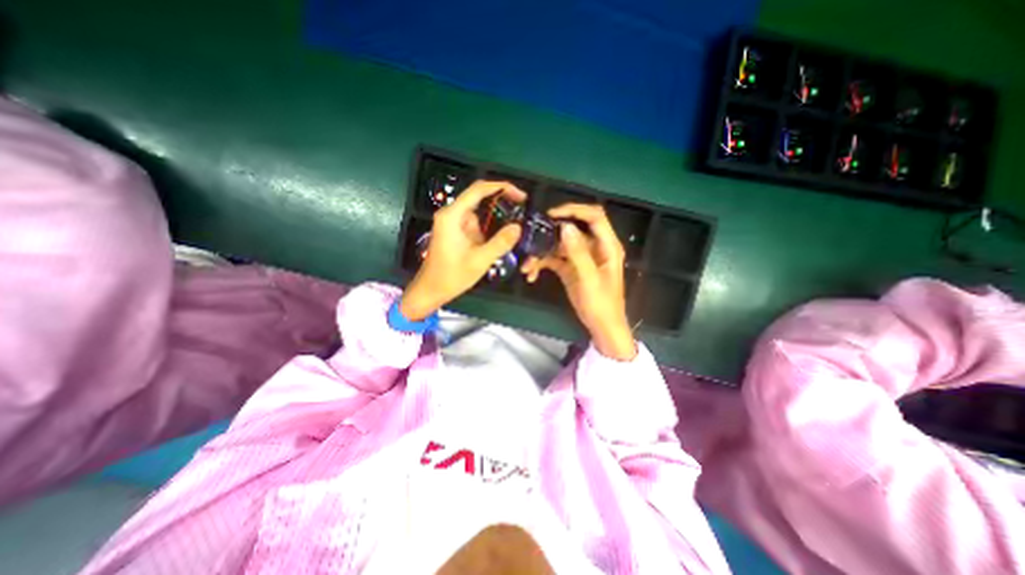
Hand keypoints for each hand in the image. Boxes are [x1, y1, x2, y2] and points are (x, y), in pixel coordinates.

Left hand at [399, 179, 523, 319]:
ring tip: (515, 226)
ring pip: (479, 212)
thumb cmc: (452, 276)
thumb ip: (500, 243)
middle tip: (522, 209)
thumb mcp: (480, 261)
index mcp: (453, 215)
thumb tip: (518, 227)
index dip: (501, 187)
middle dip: (501, 202)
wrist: (431, 290)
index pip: (478, 190)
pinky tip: (501, 237)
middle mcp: (452, 214)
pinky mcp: (456, 232)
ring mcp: (453, 223)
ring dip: (496, 217)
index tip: (521, 196)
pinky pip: (476, 224)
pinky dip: (489, 228)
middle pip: (479, 198)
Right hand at [524, 205, 636, 361]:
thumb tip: (565, 227)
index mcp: (607, 246)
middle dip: (551, 232)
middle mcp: (594, 247)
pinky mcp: (570, 268)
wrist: (601, 327)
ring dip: (542, 252)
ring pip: (559, 245)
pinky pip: (554, 259)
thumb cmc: (601, 304)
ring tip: (527, 265)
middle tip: (532, 237)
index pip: (594, 216)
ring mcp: (581, 257)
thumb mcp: (589, 279)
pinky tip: (531, 274)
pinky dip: (542, 264)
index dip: (574, 210)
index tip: (551, 215)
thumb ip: (578, 252)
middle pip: (572, 229)